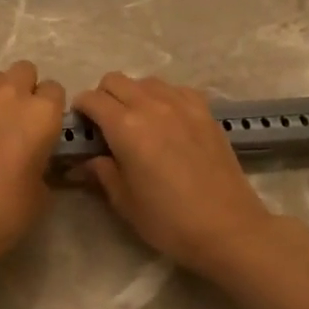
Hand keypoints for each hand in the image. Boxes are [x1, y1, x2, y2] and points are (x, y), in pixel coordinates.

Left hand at [0, 60, 66, 269]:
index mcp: (41, 114)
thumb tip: (35, 161)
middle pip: (24, 71)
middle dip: (24, 90)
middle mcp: (9, 95)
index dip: (50, 110)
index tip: (44, 130)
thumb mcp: (41, 196)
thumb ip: (43, 166)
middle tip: (17, 122)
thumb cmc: (2, 212)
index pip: (55, 91)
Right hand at [72, 72, 282, 277]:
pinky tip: (167, 122)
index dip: (80, 111)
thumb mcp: (124, 201)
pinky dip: (163, 98)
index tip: (81, 128)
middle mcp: (152, 105)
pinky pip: (176, 90)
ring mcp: (182, 104)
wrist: (228, 228)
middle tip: (105, 126)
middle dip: (103, 97)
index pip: (91, 99)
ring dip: (133, 95)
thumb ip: (100, 172)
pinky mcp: (205, 111)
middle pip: (115, 80)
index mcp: (125, 126)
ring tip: (137, 122)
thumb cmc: (168, 220)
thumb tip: (82, 162)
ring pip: (146, 81)